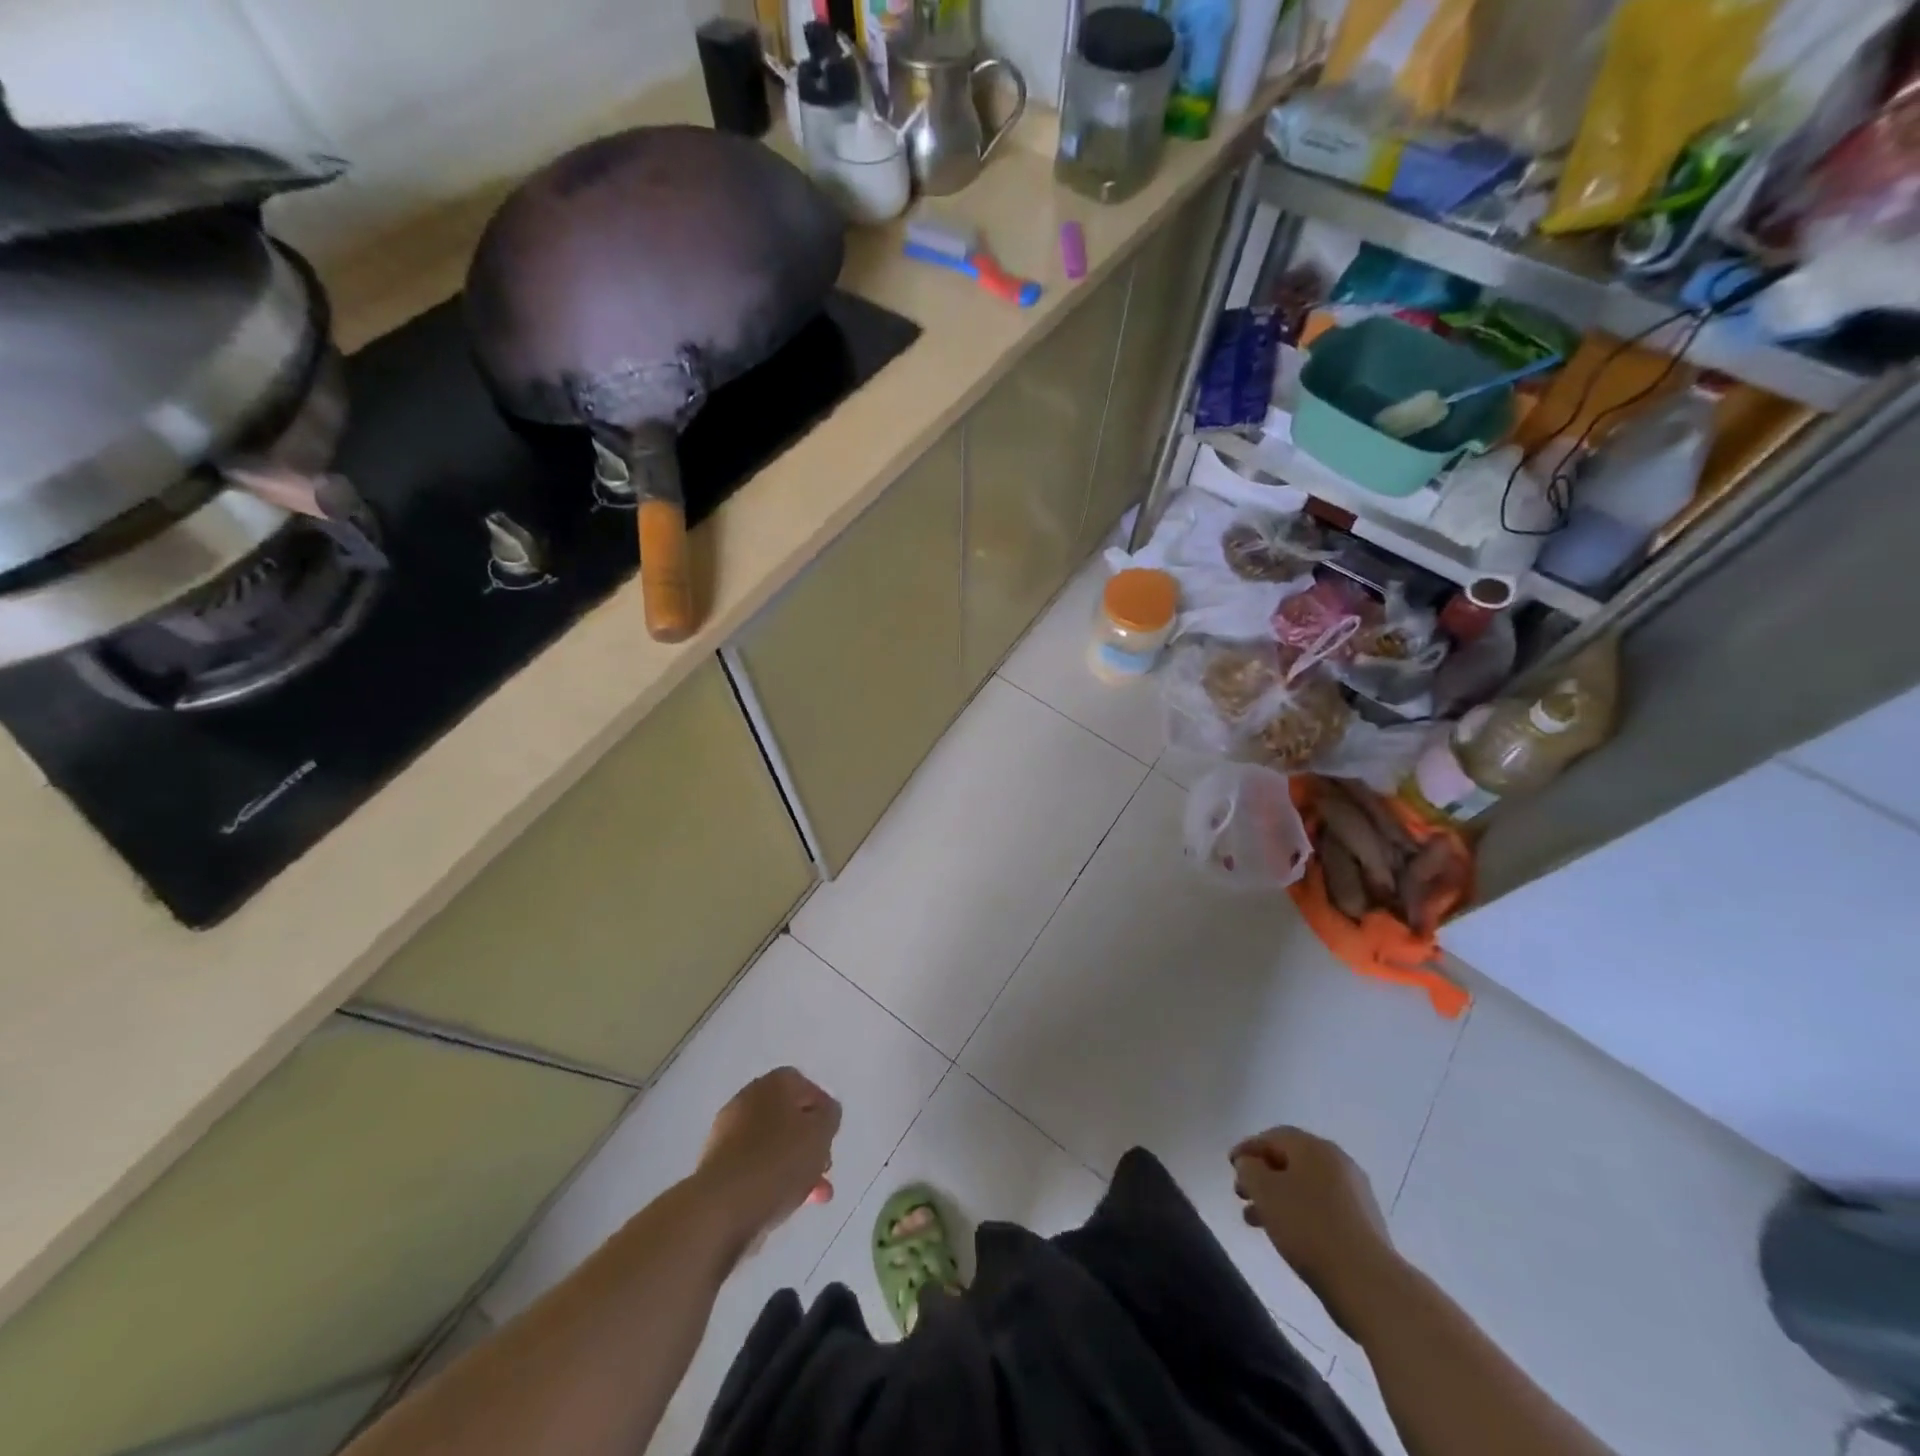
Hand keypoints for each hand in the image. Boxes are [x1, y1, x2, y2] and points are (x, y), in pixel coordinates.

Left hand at [696, 1068, 841, 1249]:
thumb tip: (824, 1114)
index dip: (822, 1109)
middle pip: (788, 1116)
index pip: (804, 1085)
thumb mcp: (821, 1133)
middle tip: (824, 1166)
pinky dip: (772, 1180)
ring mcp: (728, 1134)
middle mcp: (747, 1100)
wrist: (722, 1208)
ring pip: (772, 1145)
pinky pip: (754, 1167)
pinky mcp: (717, 1168)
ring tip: (814, 1195)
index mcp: (773, 1084)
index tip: (832, 1135)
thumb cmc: (779, 1161)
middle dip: (809, 1142)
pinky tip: (786, 1203)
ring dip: (795, 1165)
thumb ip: (829, 1117)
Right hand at [1232, 1126, 1400, 1335]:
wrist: (1368, 1282)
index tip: (1230, 1166)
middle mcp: (1337, 1161)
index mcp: (1314, 1147)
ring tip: (1257, 1221)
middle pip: (1290, 1160)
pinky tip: (1288, 1235)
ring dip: (1278, 1197)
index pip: (1273, 1136)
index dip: (1248, 1148)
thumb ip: (1249, 1170)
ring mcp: (1355, 1193)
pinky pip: (1322, 1207)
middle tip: (1242, 1194)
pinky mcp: (1364, 1223)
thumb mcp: (1265, 1192)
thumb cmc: (1309, 1227)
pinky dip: (1300, 1213)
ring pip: (1305, 1186)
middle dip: (1262, 1175)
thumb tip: (1250, 1163)